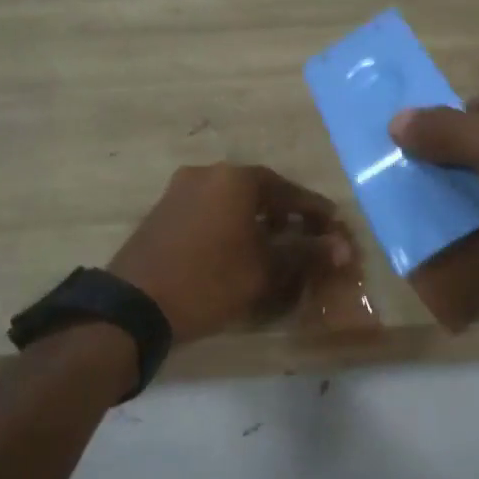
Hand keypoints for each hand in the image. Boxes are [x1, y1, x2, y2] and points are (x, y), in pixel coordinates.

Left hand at [109, 164, 349, 344]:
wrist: (134, 305)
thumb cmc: (209, 282)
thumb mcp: (265, 270)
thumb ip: (307, 254)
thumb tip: (343, 248)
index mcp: (237, 179)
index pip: (290, 191)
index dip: (316, 212)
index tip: (335, 228)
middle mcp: (208, 173)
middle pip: (261, 191)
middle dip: (286, 214)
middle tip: (306, 237)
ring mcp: (180, 190)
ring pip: (233, 200)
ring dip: (257, 219)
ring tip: (274, 246)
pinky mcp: (163, 210)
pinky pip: (210, 210)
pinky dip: (230, 224)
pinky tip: (238, 249)